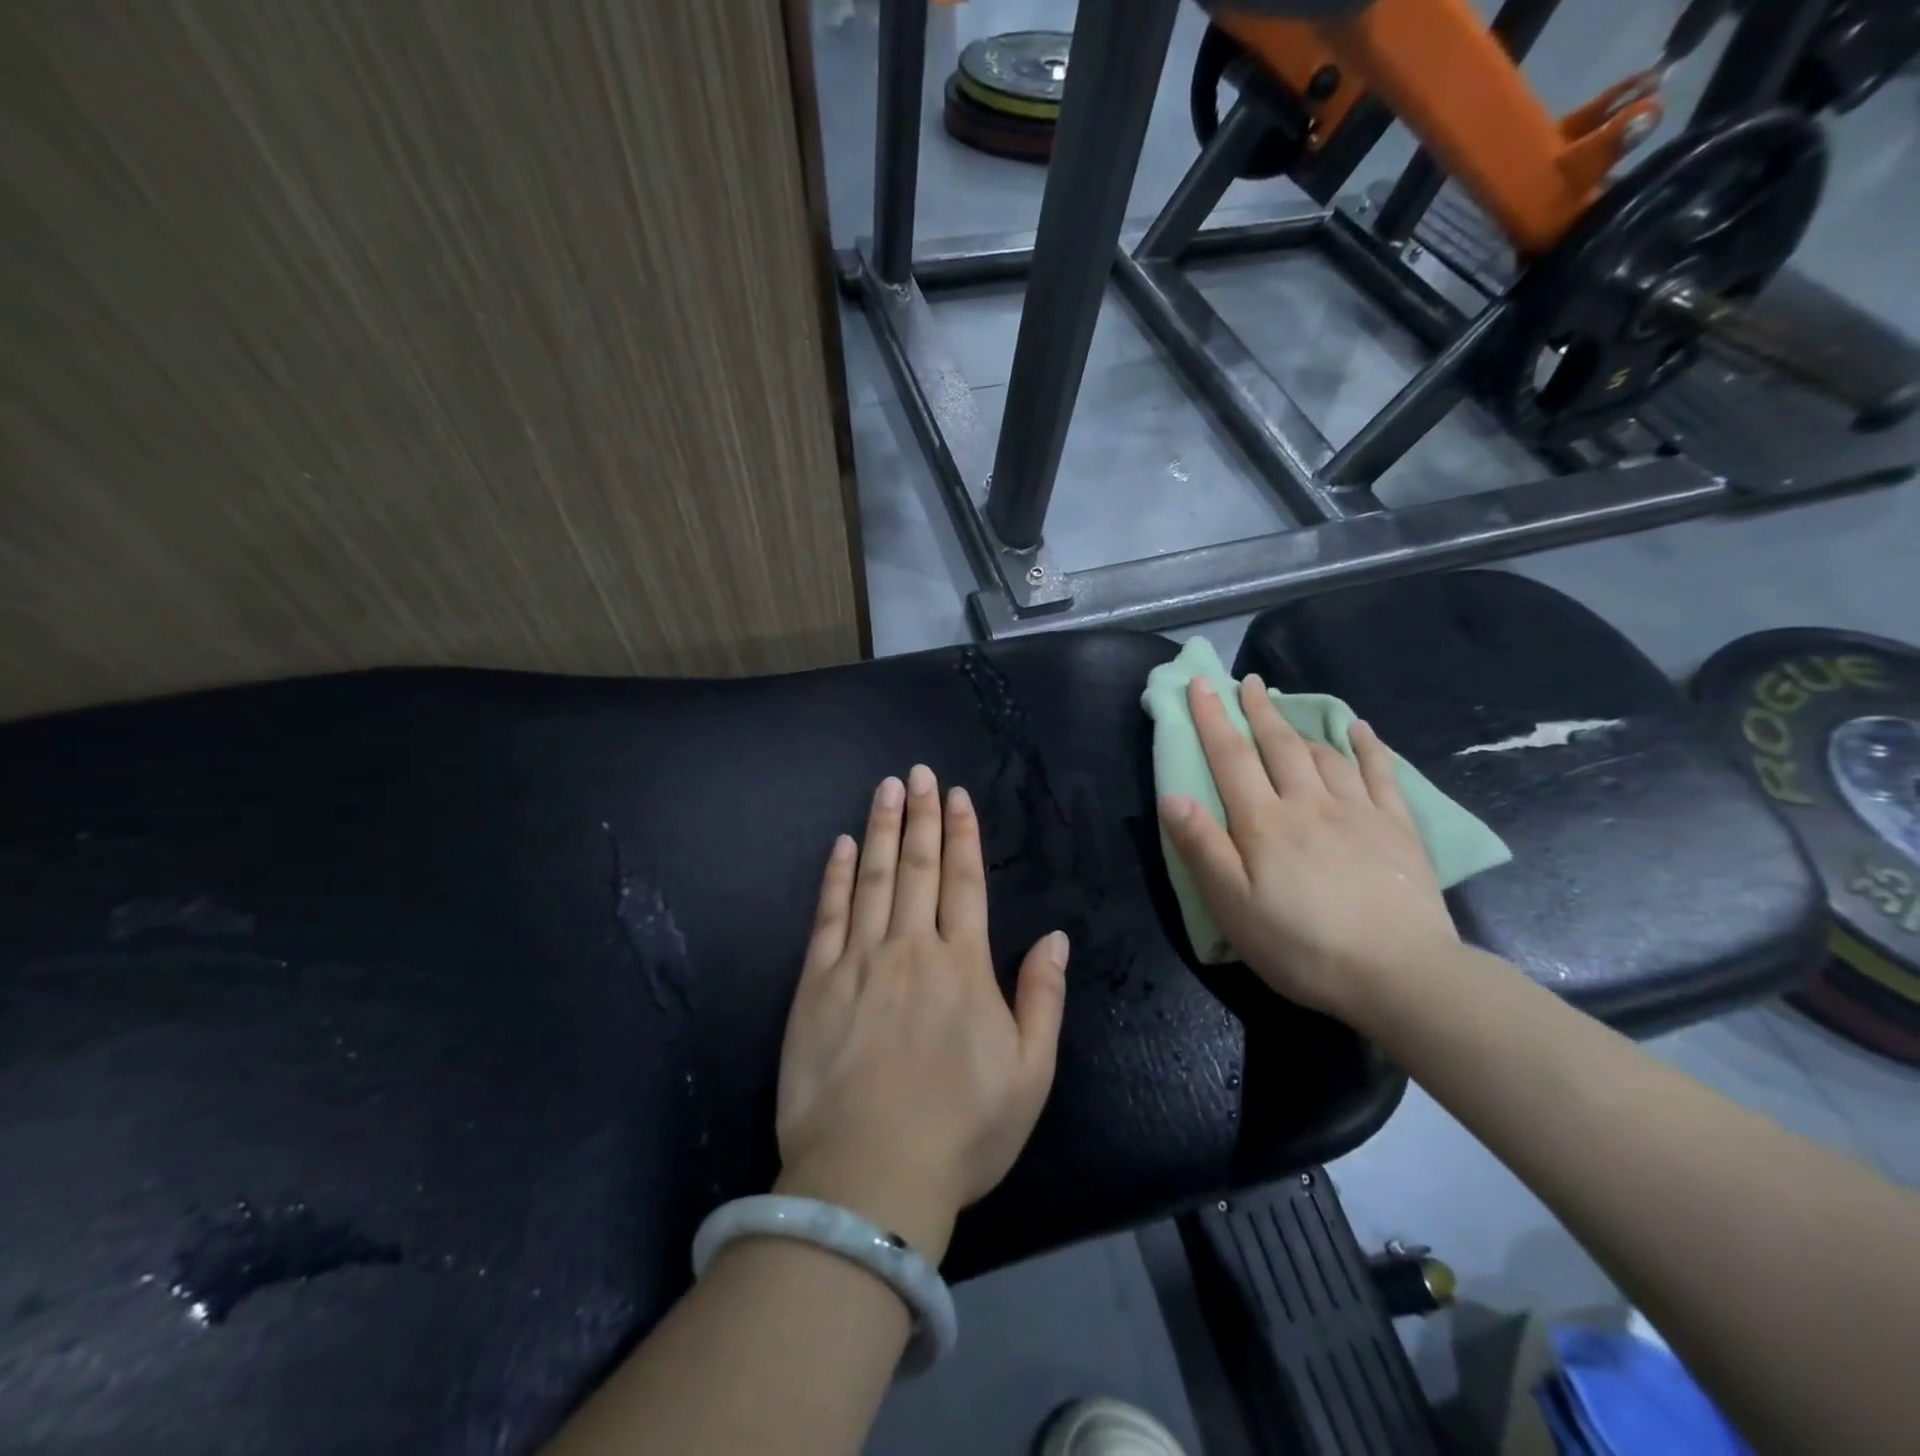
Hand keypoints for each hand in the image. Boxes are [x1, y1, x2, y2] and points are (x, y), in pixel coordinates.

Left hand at [774, 764, 1068, 1263]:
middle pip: (918, 867)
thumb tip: (1057, 937)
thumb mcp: (1030, 1074)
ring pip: (874, 879)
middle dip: (922, 815)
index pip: (965, 882)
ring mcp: (858, 962)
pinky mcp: (815, 983)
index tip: (958, 797)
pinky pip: (828, 916)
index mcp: (963, 966)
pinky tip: (843, 845)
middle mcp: (911, 948)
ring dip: (883, 829)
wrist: (869, 1177)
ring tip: (887, 788)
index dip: (962, 835)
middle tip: (920, 772)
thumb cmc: (961, 1130)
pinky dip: (837, 876)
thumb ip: (1044, 998)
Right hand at [1158, 675, 1458, 1020]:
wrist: (1399, 974)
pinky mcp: (1397, 829)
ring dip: (1301, 725)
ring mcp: (1357, 812)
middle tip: (1247, 682)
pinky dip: (1367, 747)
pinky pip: (1380, 774)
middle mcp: (1308, 804)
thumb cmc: (1302, 946)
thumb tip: (1174, 796)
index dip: (1213, 718)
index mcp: (1264, 823)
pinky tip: (1361, 730)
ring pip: (1324, 754)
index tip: (1201, 684)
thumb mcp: (1233, 907)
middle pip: (1278, 745)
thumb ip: (1202, 848)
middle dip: (1258, 710)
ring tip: (1287, 709)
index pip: (1231, 758)